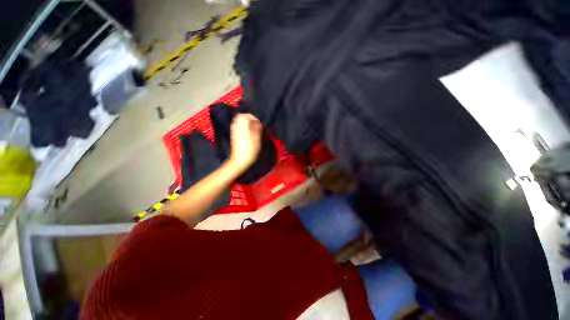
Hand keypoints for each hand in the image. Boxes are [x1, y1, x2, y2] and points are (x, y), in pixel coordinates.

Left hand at [228, 113, 261, 171]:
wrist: (240, 160)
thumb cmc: (250, 150)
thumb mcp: (257, 139)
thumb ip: (257, 129)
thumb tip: (257, 121)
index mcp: (243, 127)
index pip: (246, 116)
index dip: (253, 117)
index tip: (259, 123)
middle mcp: (237, 127)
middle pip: (241, 116)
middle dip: (248, 118)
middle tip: (255, 123)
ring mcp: (234, 131)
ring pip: (238, 121)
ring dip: (245, 122)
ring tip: (252, 127)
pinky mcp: (233, 135)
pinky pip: (237, 126)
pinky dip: (242, 126)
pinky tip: (247, 131)